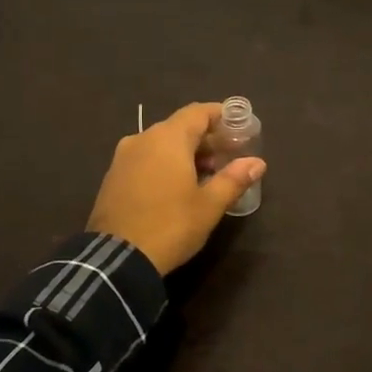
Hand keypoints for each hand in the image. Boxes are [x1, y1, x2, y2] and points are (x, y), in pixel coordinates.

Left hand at [87, 102, 265, 273]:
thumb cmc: (170, 226)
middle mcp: (142, 139)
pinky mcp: (113, 178)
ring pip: (161, 144)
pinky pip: (145, 159)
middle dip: (206, 138)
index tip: (239, 126)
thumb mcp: (209, 205)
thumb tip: (258, 162)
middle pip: (180, 127)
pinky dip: (165, 164)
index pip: (198, 112)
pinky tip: (178, 186)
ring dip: (185, 152)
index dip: (220, 115)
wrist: (116, 260)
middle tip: (229, 155)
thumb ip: (234, 179)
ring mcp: (123, 158)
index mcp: (168, 139)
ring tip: (207, 173)